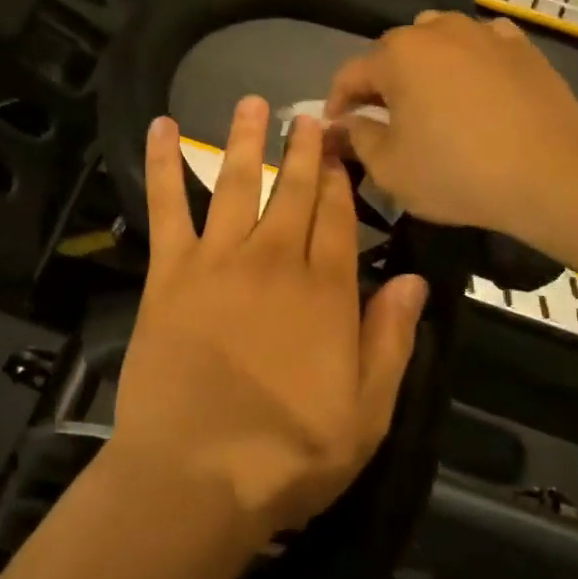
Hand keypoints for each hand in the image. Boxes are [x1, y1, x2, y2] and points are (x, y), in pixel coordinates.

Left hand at [109, 98, 429, 540]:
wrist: (195, 475)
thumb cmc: (287, 455)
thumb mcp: (367, 414)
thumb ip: (391, 340)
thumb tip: (414, 279)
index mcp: (325, 292)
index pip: (339, 219)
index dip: (342, 182)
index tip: (342, 150)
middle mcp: (275, 261)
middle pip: (293, 192)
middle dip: (303, 150)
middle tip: (307, 116)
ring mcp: (219, 261)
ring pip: (236, 183)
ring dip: (245, 140)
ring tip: (252, 103)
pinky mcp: (171, 273)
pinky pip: (168, 206)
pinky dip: (164, 163)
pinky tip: (163, 127)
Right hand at [324, 10, 577, 240]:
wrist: (552, 175)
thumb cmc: (458, 173)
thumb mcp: (390, 169)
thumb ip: (357, 139)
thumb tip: (342, 124)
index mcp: (397, 56)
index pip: (350, 74)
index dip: (337, 102)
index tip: (338, 128)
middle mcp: (436, 31)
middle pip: (393, 52)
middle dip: (381, 83)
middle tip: (384, 118)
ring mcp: (483, 33)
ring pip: (438, 39)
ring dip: (425, 64)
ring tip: (431, 97)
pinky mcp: (521, 46)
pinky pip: (481, 43)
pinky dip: (470, 59)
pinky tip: (476, 86)